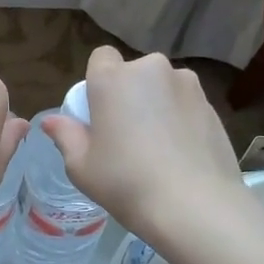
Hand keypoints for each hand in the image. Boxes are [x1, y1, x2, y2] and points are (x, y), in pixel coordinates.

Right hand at [42, 46, 241, 242]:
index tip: (100, 112)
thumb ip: (65, 136)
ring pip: (163, 87)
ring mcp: (187, 85)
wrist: (196, 206)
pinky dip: (181, 119)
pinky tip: (181, 154)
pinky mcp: (212, 105)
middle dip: (130, 93)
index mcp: (113, 78)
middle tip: (126, 134)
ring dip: (158, 104)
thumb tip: (51, 121)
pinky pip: (186, 104)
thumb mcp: (81, 167)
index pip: (101, 57)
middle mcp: (151, 69)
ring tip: (158, 146)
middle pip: (134, 73)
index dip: (99, 81)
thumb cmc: (126, 183)